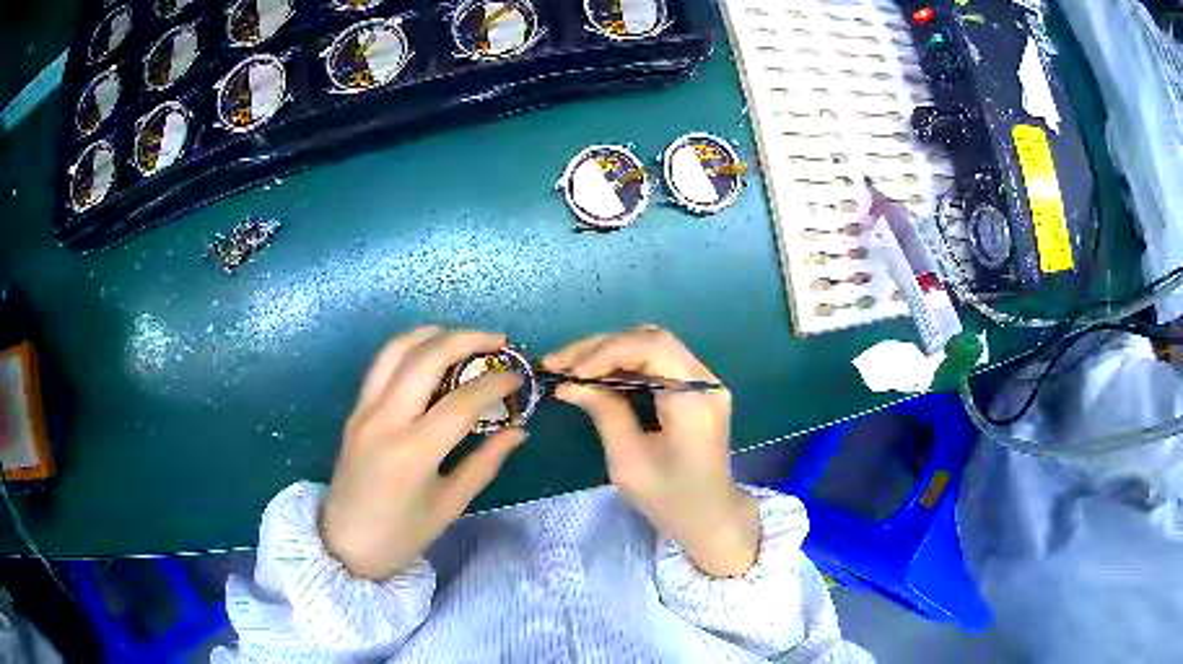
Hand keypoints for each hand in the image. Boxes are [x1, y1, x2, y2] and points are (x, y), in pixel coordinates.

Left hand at [322, 327, 525, 579]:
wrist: (344, 545)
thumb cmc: (401, 535)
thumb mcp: (449, 505)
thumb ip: (485, 463)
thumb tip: (519, 430)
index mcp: (412, 452)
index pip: (461, 401)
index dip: (496, 384)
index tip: (519, 377)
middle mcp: (385, 419)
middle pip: (426, 358)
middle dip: (467, 339)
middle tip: (499, 341)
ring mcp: (364, 410)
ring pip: (397, 349)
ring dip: (434, 334)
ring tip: (466, 337)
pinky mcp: (355, 410)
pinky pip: (382, 364)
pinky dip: (410, 347)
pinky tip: (431, 352)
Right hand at [544, 326, 758, 577]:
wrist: (709, 517)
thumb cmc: (670, 498)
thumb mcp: (629, 461)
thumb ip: (604, 413)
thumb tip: (569, 383)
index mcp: (696, 399)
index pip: (652, 348)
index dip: (606, 352)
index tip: (571, 373)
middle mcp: (705, 381)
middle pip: (651, 339)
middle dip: (600, 347)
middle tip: (559, 362)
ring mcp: (703, 382)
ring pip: (651, 345)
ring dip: (607, 352)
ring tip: (569, 366)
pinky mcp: (694, 389)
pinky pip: (655, 362)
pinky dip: (622, 364)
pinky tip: (594, 375)